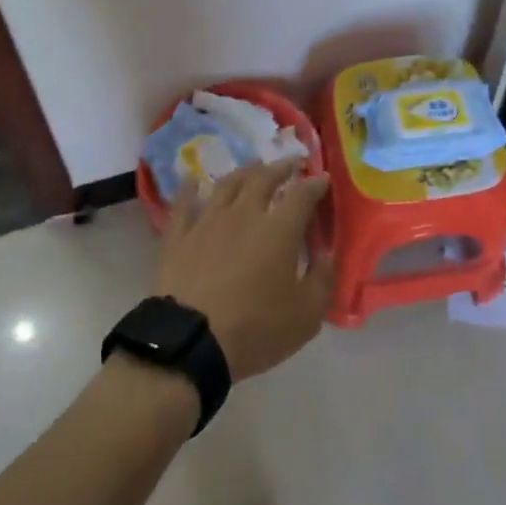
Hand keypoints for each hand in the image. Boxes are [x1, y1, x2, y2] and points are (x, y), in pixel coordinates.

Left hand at [153, 159, 333, 381]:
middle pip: (264, 178)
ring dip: (244, 171)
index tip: (322, 179)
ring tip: (253, 166)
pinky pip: (184, 203)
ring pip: (228, 184)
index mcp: (279, 229)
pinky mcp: (179, 236)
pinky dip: (189, 188)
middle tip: (290, 163)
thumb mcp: (306, 316)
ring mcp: (208, 221)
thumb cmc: (255, 329)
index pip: (302, 194)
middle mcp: (245, 213)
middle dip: (281, 167)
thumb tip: (326, 254)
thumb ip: (322, 280)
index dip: (315, 184)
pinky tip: (191, 179)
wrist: (190, 341)